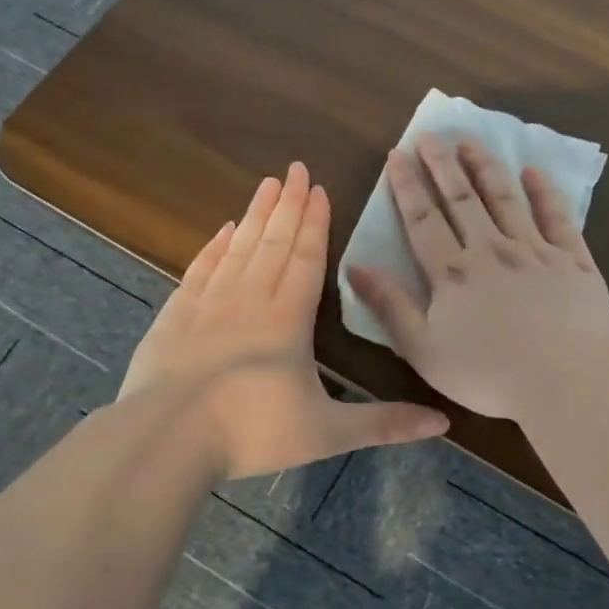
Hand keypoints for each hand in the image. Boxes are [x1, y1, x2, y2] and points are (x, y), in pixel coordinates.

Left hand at [121, 162, 447, 479]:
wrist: (165, 440)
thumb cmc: (251, 432)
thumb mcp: (327, 432)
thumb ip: (384, 423)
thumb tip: (443, 422)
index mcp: (288, 319)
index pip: (306, 258)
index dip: (315, 222)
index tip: (318, 188)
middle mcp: (249, 300)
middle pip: (273, 242)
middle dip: (288, 204)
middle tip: (295, 168)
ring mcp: (207, 304)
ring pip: (238, 248)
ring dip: (255, 215)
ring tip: (266, 184)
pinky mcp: (174, 317)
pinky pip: (200, 269)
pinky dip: (214, 247)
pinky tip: (223, 231)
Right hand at [347, 136, 608, 420]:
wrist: (565, 381)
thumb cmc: (488, 374)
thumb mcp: (424, 350)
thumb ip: (391, 306)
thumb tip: (355, 267)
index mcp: (453, 273)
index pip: (423, 220)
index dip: (408, 186)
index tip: (397, 155)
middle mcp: (491, 250)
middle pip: (462, 199)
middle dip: (443, 165)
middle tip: (430, 135)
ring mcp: (535, 251)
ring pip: (505, 198)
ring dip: (485, 167)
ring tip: (471, 141)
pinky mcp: (573, 260)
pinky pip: (557, 218)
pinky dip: (544, 193)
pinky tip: (533, 172)